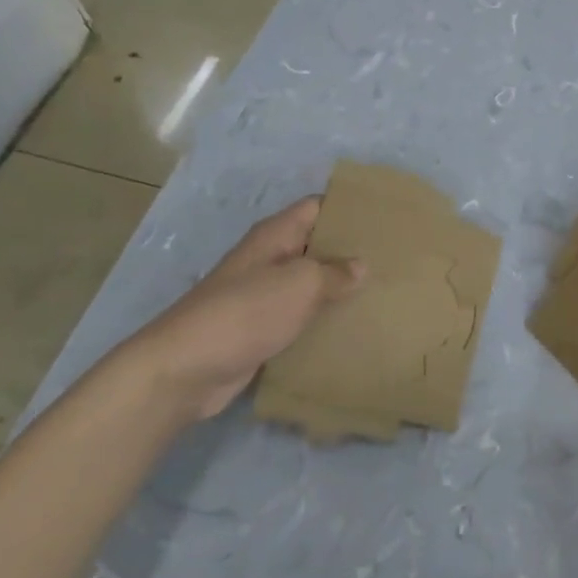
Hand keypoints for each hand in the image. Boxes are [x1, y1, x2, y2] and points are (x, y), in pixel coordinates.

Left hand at [113, 197, 362, 423]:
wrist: (184, 370)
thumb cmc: (245, 312)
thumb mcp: (300, 284)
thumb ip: (335, 272)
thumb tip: (360, 266)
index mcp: (275, 235)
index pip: (318, 207)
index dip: (349, 208)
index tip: (384, 217)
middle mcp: (269, 259)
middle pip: (316, 245)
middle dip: (350, 251)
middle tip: (393, 258)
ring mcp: (262, 295)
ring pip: (309, 284)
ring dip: (337, 289)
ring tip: (381, 293)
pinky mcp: (259, 329)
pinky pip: (299, 317)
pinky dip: (321, 320)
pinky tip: (351, 328)